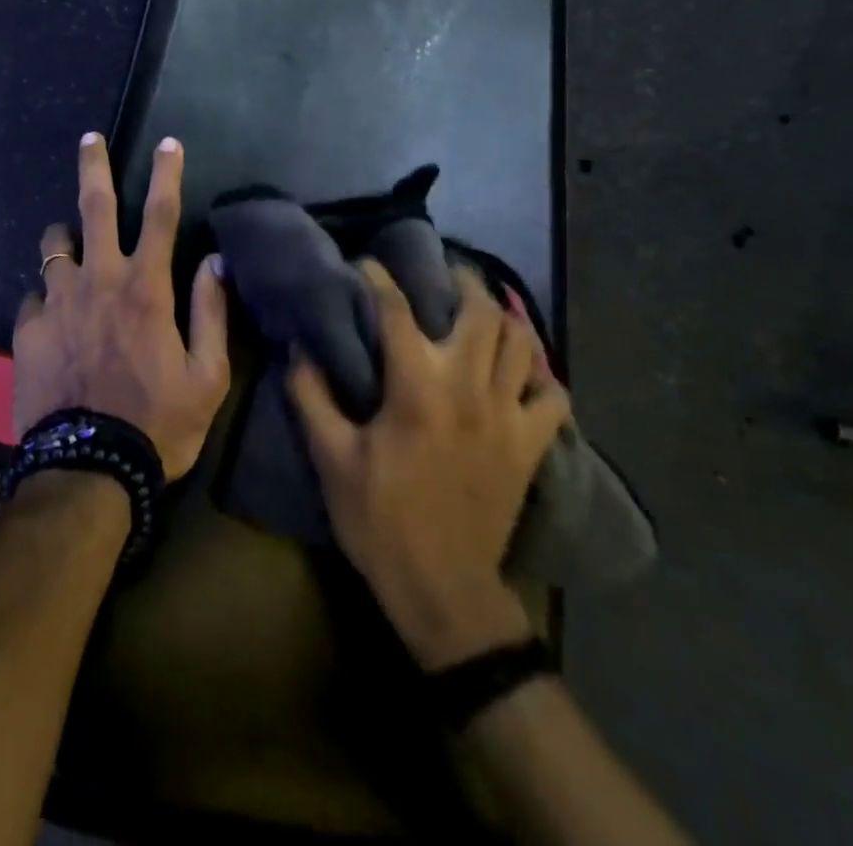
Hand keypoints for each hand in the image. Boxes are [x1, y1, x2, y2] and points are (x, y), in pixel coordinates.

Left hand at [12, 134, 228, 480]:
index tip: (168, 143)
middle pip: (95, 207)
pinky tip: (53, 315)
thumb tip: (216, 263)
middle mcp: (98, 281)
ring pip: (55, 244)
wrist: (86, 471)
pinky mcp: (27, 329)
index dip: (167, 174)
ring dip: (65, 236)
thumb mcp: (207, 378)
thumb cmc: (157, 425)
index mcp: (146, 289)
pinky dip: (47, 295)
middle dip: (94, 166)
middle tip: (89, 139)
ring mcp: (56, 302)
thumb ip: (210, 314)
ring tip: (70, 244)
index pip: (162, 215)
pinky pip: (34, 295)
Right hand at [288, 259, 570, 668]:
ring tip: (481, 308)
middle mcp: (468, 388)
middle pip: (480, 311)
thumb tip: (299, 347)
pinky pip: (553, 395)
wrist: (443, 589)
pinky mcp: (531, 444)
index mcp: (416, 388)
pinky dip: (540, 374)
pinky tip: (520, 370)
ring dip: (502, 317)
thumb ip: (311, 396)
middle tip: (441, 272)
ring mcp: (508, 415)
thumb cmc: (380, 520)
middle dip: (461, 281)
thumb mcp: (331, 459)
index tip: (366, 263)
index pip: (397, 311)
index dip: (379, 278)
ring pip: (521, 342)